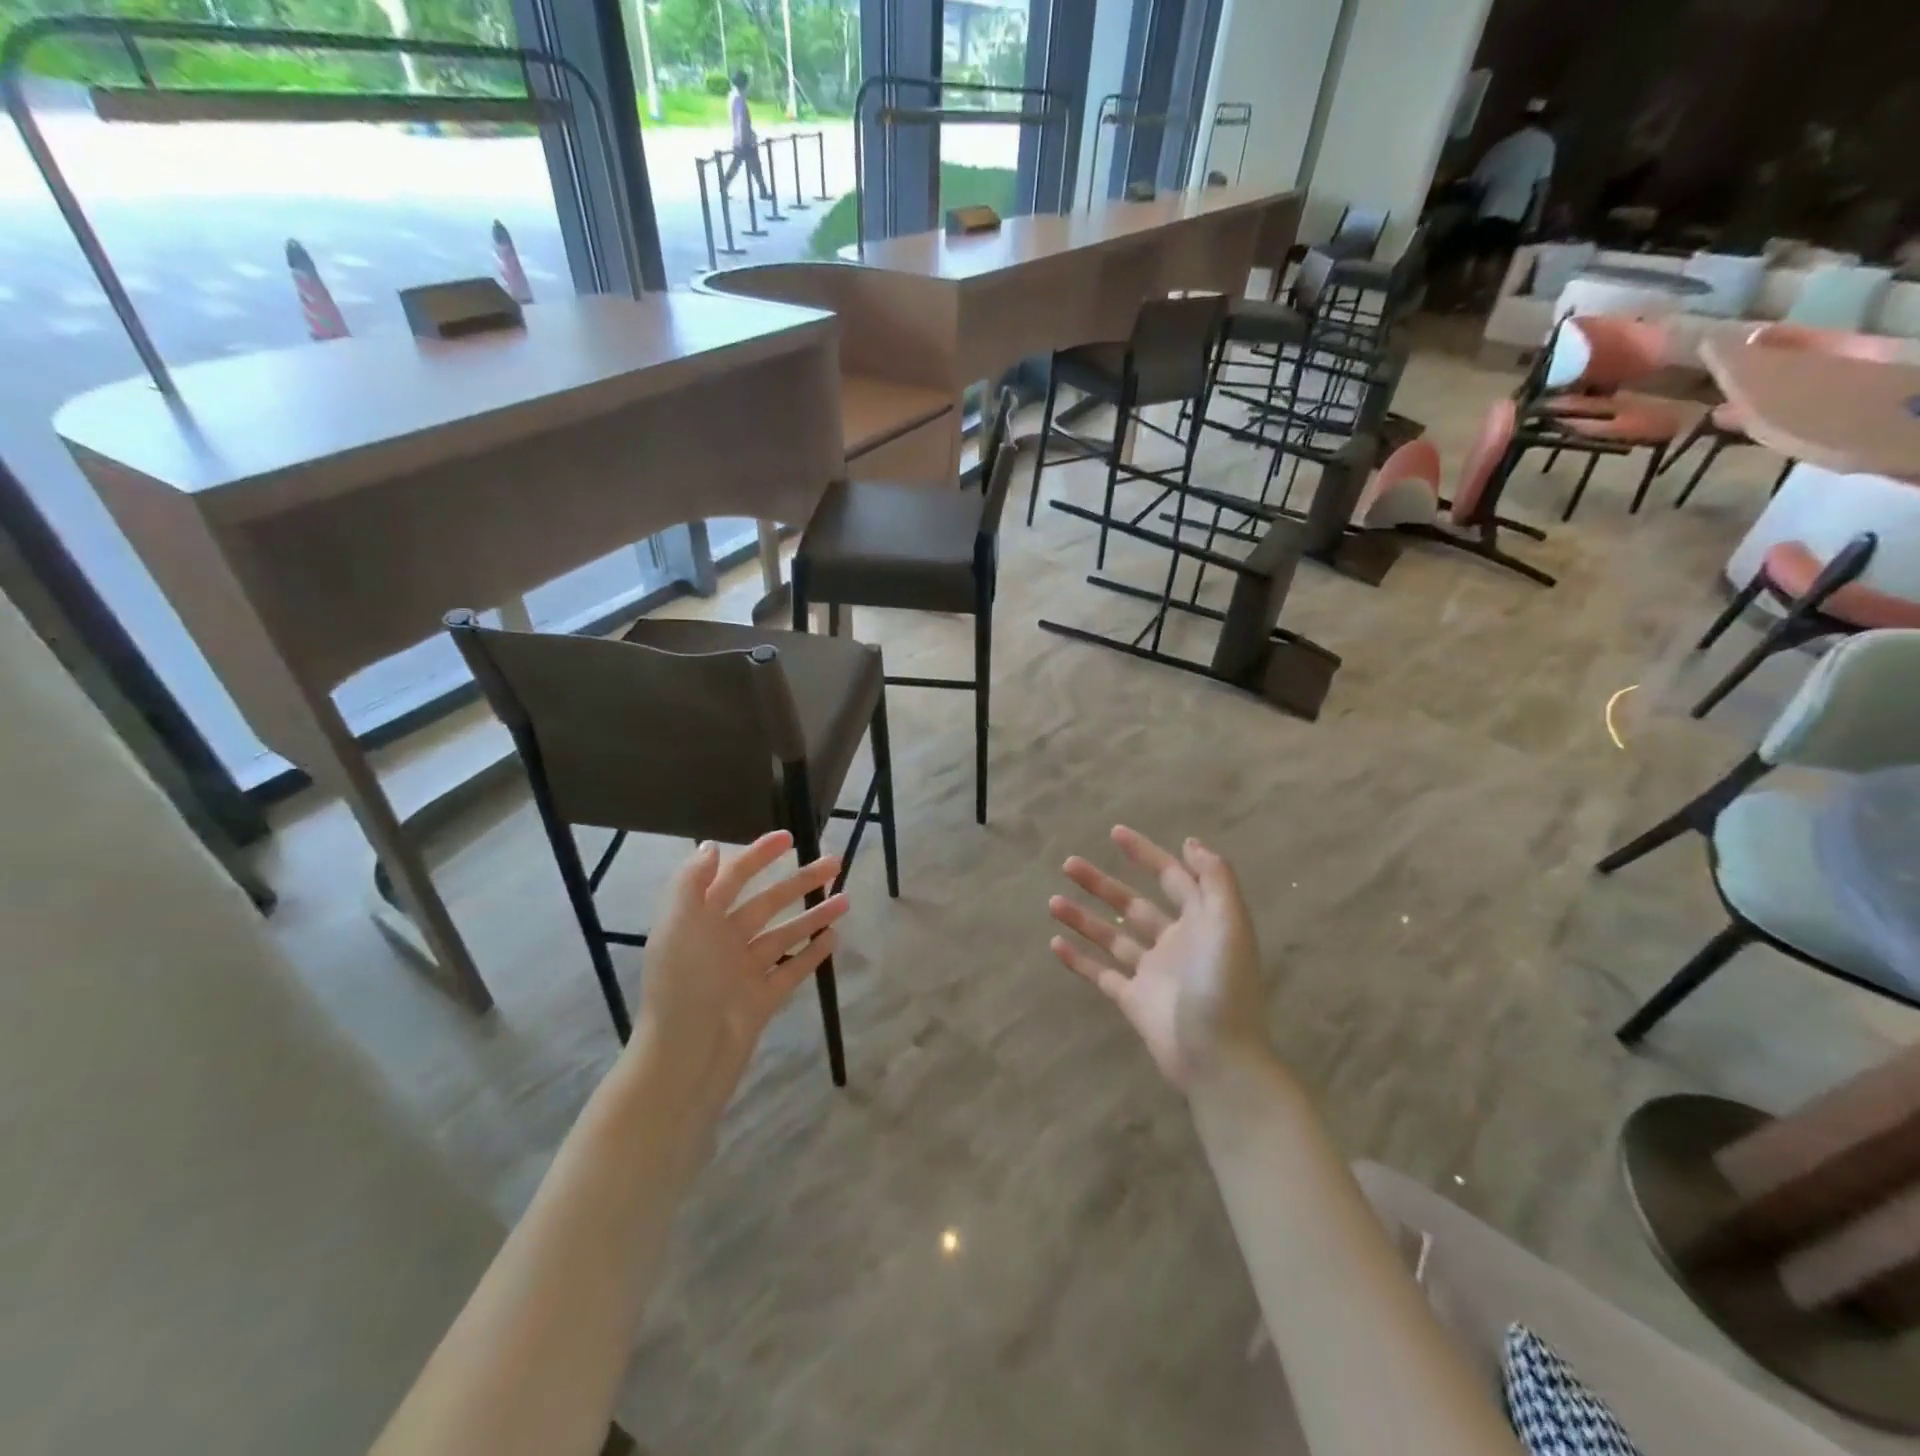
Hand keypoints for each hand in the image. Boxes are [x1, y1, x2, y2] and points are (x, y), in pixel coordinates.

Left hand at [628, 832, 847, 1114]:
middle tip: (834, 862)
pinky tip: (834, 938)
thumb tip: (711, 846)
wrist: (687, 1057)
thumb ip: (692, 883)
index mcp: (699, 921)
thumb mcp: (680, 925)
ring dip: (813, 915)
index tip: (789, 837)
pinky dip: (811, 953)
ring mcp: (744, 971)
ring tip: (846, 900)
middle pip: (767, 902)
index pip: (731, 877)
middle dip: (799, 881)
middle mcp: (722, 942)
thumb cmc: (684, 984)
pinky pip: (791, 969)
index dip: (758, 855)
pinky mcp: (762, 998)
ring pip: (784, 934)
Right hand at [1048, 826, 1268, 1091]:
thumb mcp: (1230, 926)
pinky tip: (1055, 944)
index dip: (1146, 854)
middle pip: (1133, 904)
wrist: (1220, 1061)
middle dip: (1102, 883)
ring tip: (1053, 902)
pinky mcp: (1134, 1001)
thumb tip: (1191, 842)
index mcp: (1201, 923)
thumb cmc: (1224, 988)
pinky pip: (1102, 974)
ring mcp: (1153, 973)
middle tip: (1069, 864)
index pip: (1172, 878)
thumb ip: (1215, 881)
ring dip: (1084, 917)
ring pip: (1112, 936)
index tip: (1115, 833)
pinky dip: (1079, 960)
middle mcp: (1175, 942)